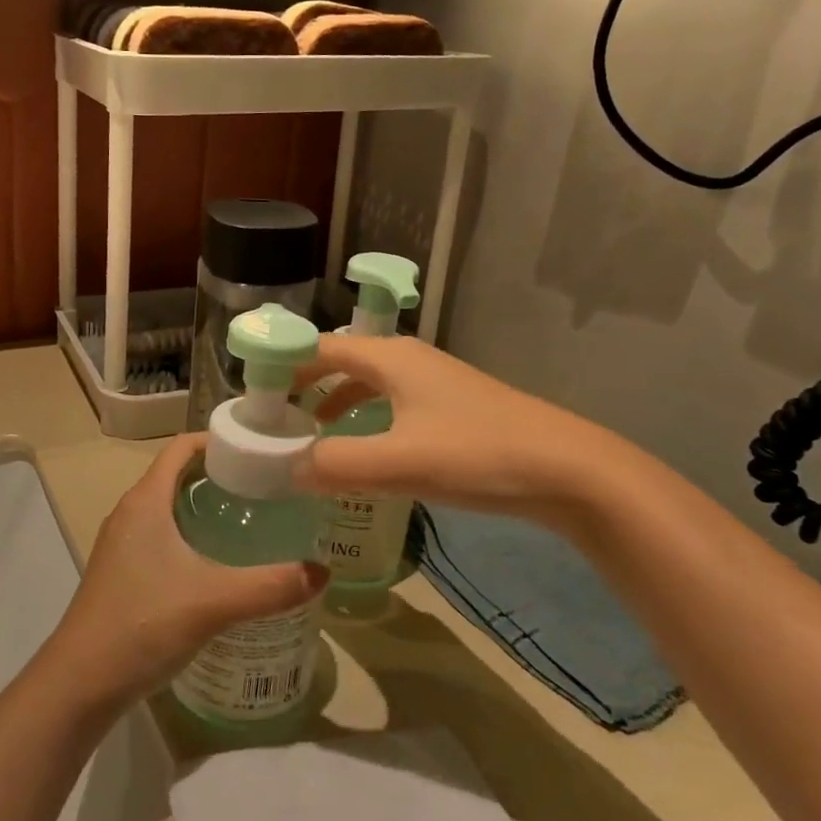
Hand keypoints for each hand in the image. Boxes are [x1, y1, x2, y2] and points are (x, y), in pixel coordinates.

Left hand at [47, 434, 328, 716]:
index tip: (256, 447)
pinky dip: (189, 534)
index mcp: (145, 501)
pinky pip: (160, 535)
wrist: (79, 683)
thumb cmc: (142, 624)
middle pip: (176, 474)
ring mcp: (121, 544)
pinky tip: (217, 564)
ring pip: (167, 507)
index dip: (216, 439)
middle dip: (218, 474)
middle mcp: (129, 513)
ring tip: (249, 520)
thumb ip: (270, 586)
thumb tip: (321, 572)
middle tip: (265, 486)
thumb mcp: (213, 602)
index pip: (180, 447)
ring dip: (203, 506)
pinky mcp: (121, 572)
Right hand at [294, 335, 643, 531]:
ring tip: (308, 434)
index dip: (282, 366)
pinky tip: (364, 450)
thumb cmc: (476, 454)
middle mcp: (407, 360)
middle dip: (303, 385)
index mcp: (388, 358)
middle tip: (272, 417)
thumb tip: (287, 469)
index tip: (251, 393)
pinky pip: (390, 403)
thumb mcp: (397, 462)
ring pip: (367, 383)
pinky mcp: (451, 409)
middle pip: (340, 361)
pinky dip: (364, 419)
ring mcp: (433, 383)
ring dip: (333, 403)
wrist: (569, 470)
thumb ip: (335, 464)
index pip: (318, 349)